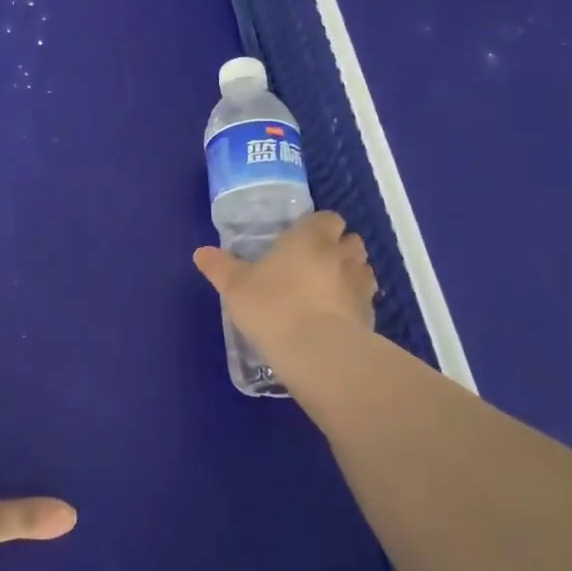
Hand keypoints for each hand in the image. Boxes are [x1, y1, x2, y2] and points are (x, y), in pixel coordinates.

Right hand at [192, 211, 377, 366]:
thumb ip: (219, 267)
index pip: (327, 218)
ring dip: (349, 274)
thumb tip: (201, 252)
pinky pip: (364, 301)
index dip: (318, 226)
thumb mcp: (235, 287)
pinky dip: (353, 304)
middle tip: (313, 264)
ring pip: (362, 269)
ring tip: (326, 291)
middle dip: (338, 247)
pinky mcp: (370, 315)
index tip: (301, 240)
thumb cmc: (273, 307)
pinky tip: (335, 320)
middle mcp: (341, 254)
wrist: (318, 352)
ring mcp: (361, 285)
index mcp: (311, 238)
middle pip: (351, 240)